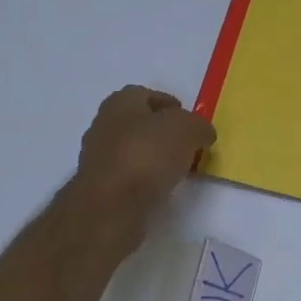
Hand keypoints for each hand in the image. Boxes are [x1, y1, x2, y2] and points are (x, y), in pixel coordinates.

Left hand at [72, 86, 214, 243]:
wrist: (110, 206)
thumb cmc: (147, 155)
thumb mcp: (187, 129)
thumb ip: (199, 126)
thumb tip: (202, 134)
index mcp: (120, 102)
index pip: (147, 95)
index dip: (171, 106)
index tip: (191, 123)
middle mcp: (104, 124)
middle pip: (140, 123)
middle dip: (164, 133)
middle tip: (189, 146)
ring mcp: (98, 157)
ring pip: (134, 150)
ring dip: (155, 157)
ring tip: (179, 170)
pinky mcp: (100, 186)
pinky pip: (129, 175)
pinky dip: (145, 179)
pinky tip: (161, 188)